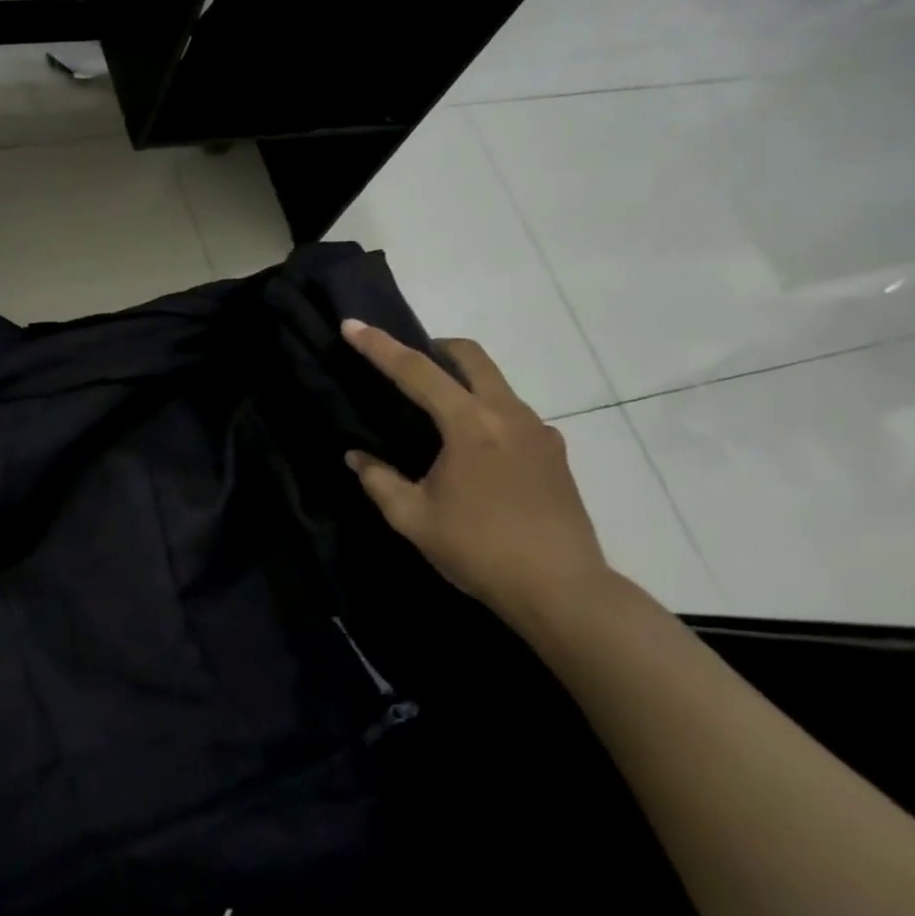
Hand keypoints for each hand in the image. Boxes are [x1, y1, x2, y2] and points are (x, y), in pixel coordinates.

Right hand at [340, 321, 612, 631]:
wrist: (562, 590)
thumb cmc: (479, 550)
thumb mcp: (413, 518)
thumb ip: (379, 480)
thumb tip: (357, 457)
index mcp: (470, 425)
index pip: (416, 372)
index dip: (380, 347)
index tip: (352, 325)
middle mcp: (509, 415)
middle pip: (472, 357)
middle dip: (435, 348)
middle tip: (407, 362)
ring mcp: (538, 432)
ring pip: (496, 384)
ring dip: (462, 383)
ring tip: (435, 414)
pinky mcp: (554, 453)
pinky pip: (512, 414)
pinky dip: (485, 413)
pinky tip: (472, 452)